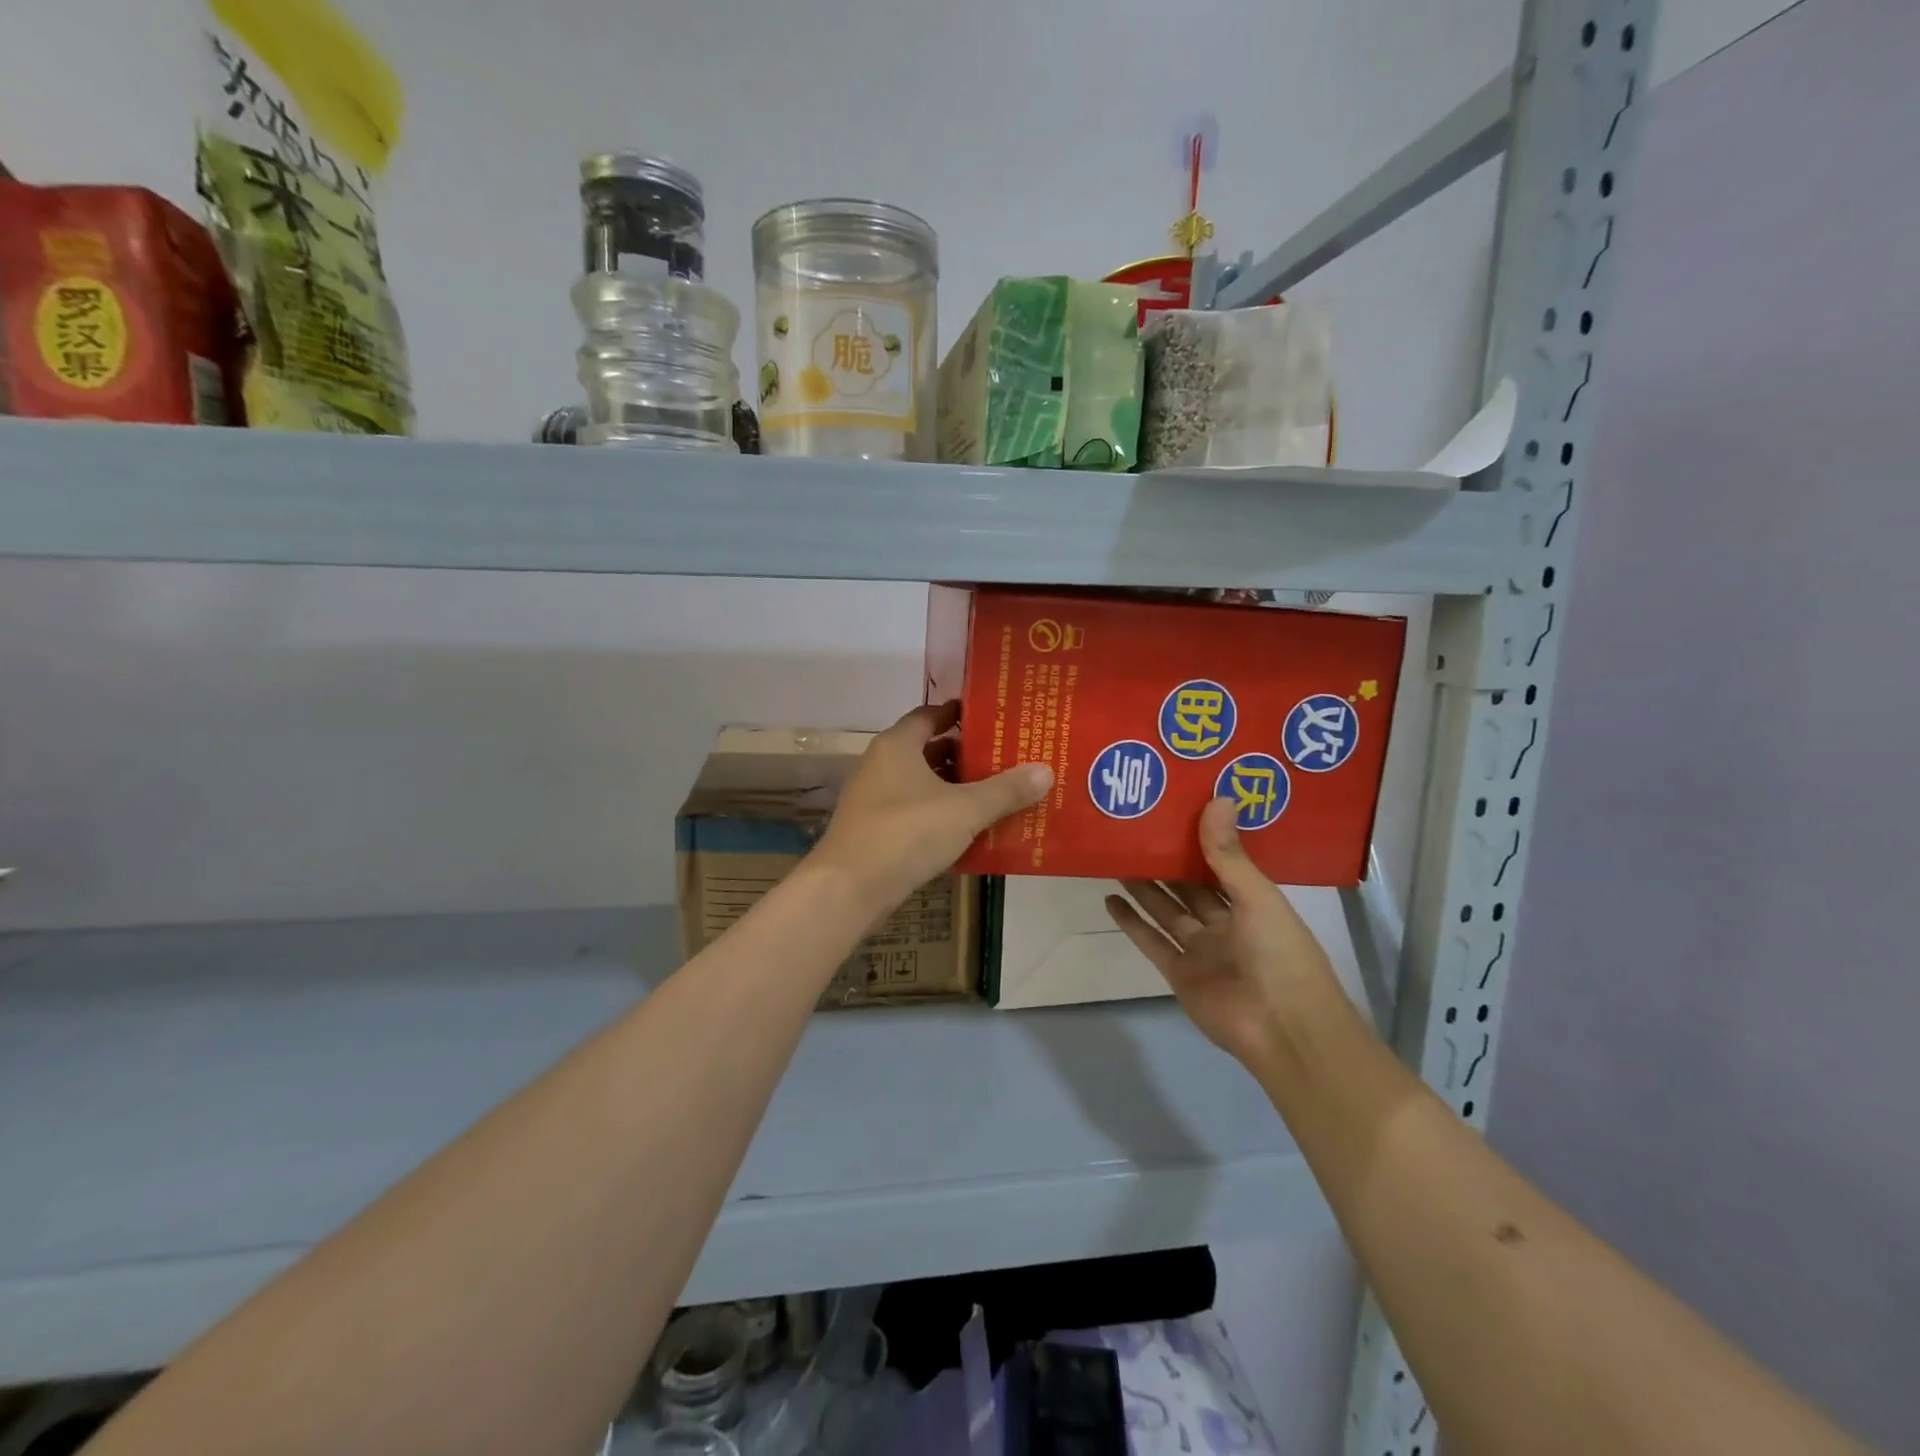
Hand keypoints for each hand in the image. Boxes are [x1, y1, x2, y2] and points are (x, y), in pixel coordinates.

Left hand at [814, 702, 1052, 912]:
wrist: (849, 888)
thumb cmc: (907, 833)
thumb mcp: (964, 809)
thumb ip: (1005, 790)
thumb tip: (1046, 770)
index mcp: (897, 745)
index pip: (929, 715)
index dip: (959, 714)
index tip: (992, 718)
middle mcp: (881, 765)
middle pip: (928, 750)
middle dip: (965, 755)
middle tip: (1005, 759)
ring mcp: (875, 799)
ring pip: (922, 784)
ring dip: (954, 788)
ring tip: (996, 794)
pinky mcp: (875, 830)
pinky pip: (915, 812)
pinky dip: (940, 814)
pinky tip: (970, 829)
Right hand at [1106, 798, 1338, 1065]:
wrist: (1283, 1029)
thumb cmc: (1281, 955)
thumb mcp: (1258, 898)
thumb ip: (1229, 855)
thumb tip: (1217, 798)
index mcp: (1254, 904)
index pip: (1222, 865)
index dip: (1201, 840)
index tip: (1176, 810)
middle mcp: (1226, 924)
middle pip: (1190, 887)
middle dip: (1167, 861)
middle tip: (1136, 829)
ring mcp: (1201, 950)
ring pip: (1167, 911)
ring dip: (1144, 887)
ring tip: (1117, 856)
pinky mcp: (1179, 973)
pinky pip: (1151, 942)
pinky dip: (1131, 923)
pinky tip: (1109, 899)